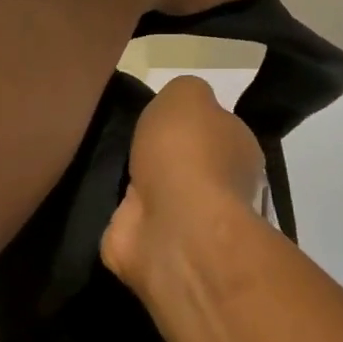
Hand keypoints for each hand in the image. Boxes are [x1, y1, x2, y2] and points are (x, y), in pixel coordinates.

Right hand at [102, 76, 265, 289]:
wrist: (173, 229)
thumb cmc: (187, 154)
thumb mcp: (187, 95)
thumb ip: (185, 93)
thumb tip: (181, 106)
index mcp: (239, 149)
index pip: (218, 130)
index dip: (190, 123)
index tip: (162, 119)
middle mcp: (222, 187)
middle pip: (188, 164)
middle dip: (164, 158)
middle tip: (131, 144)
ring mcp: (188, 223)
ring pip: (161, 196)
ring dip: (139, 189)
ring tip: (110, 170)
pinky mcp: (154, 248)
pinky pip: (134, 224)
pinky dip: (121, 217)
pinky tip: (103, 202)